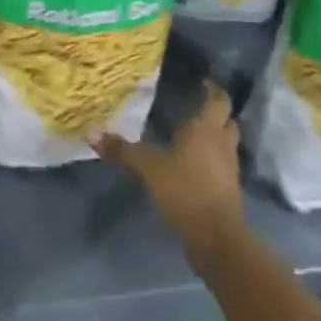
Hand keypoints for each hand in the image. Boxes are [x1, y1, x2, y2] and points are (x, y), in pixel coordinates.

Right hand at [93, 80, 246, 261]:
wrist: (217, 239)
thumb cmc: (185, 191)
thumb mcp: (149, 169)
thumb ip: (122, 151)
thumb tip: (91, 133)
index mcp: (206, 129)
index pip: (218, 100)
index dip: (213, 89)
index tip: (201, 81)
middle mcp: (222, 144)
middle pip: (227, 120)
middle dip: (215, 113)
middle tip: (195, 107)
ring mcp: (229, 169)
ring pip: (226, 143)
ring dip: (215, 137)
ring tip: (192, 134)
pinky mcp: (228, 190)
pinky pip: (222, 165)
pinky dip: (212, 159)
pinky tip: (193, 164)